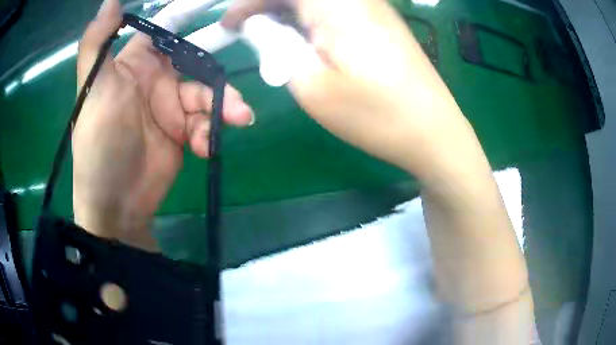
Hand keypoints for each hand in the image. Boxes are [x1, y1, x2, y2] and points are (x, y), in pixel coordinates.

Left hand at [73, 0, 253, 250]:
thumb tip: (111, 1)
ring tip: (239, 117)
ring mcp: (172, 107)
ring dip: (224, 104)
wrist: (116, 202)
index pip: (166, 27)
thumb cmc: (99, 141)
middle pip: (195, 57)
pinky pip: (205, 123)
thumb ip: (97, 43)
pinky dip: (210, 132)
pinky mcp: (184, 132)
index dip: (188, 13)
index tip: (218, 5)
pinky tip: (206, 147)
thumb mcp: (93, 89)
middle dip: (218, 54)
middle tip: (250, 43)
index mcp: (135, 63)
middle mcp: (156, 79)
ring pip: (207, 93)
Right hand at [222, 0, 473, 175]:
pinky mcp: (383, 22)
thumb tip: (260, 27)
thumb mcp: (312, 86)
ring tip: (271, 36)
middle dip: (267, 5)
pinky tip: (306, 37)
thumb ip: (277, 47)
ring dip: (289, 10)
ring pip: (318, 0)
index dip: (249, 2)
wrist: (434, 133)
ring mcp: (375, 7)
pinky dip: (312, 16)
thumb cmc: (376, 115)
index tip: (230, 25)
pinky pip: (337, 6)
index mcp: (337, 4)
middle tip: (248, 30)